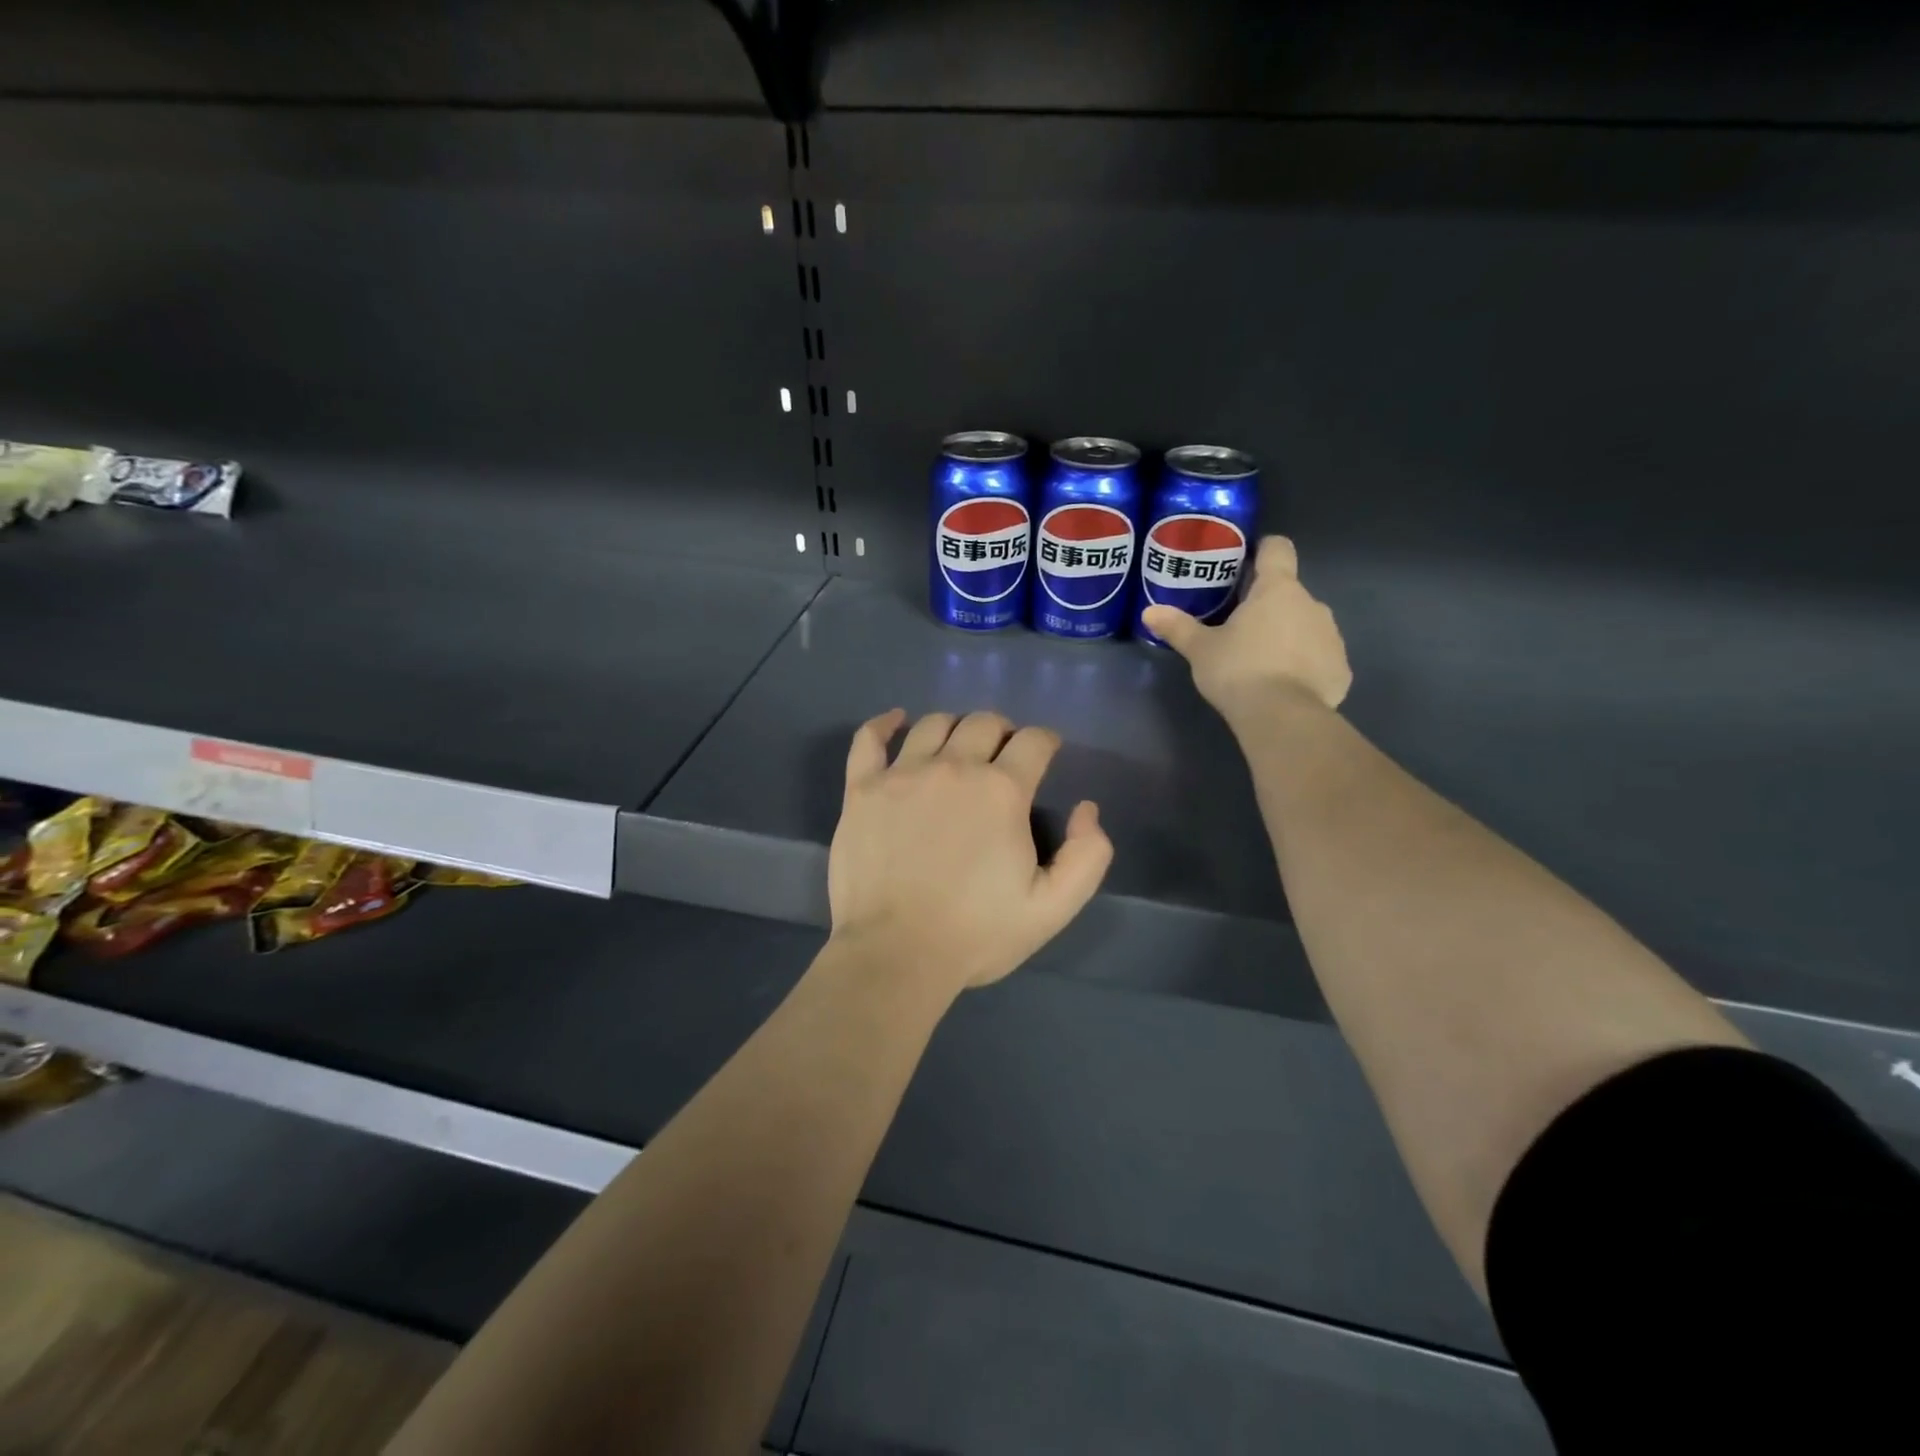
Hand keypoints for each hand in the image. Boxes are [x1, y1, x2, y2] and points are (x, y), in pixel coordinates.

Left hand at [828, 709, 1113, 994]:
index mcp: (1002, 790)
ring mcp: (902, 775)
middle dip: (1002, 732)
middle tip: (1002, 756)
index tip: (1045, 754)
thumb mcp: (1052, 907)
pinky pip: (869, 739)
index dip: (1045, 742)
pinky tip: (895, 721)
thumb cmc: (976, 933)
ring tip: (957, 748)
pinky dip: (884, 724)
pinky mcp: (861, 790)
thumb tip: (1087, 809)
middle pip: (984, 723)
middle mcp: (953, 768)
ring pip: (932, 725)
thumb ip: (1087, 855)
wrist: (895, 955)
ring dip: (954, 729)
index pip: (1033, 741)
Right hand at [1141, 536, 1351, 721]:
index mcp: (1277, 590)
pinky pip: (1320, 658)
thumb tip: (1148, 612)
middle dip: (1267, 605)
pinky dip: (1304, 666)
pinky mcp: (1341, 668)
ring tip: (1261, 661)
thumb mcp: (1200, 650)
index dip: (1262, 550)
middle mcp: (1312, 604)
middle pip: (1289, 593)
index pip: (1277, 549)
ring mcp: (1332, 636)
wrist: (1283, 718)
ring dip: (1287, 635)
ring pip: (1306, 625)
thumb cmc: (1238, 671)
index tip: (1245, 563)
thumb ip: (1178, 627)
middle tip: (1239, 627)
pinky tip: (1285, 686)